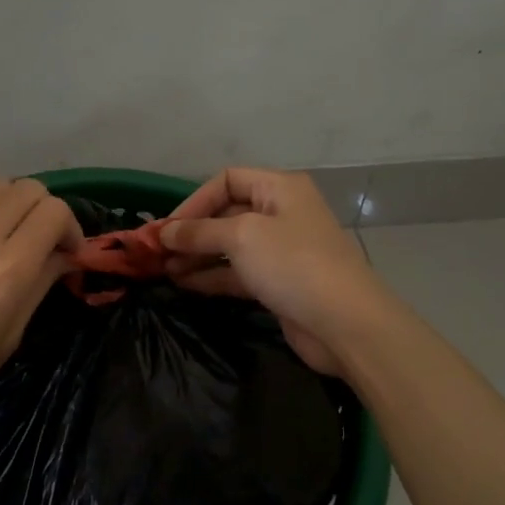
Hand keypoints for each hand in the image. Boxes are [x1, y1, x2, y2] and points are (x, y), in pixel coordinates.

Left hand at [0, 178, 82, 451]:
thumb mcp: (8, 337)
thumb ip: (39, 285)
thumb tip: (62, 257)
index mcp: (8, 268)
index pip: (55, 211)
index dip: (71, 229)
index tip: (68, 256)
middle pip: (30, 188)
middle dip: (48, 211)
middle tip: (46, 246)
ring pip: (0, 186)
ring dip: (18, 205)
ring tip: (16, 239)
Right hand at [161, 167, 398, 377]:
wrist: (346, 324)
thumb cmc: (293, 263)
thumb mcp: (241, 237)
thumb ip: (199, 231)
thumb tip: (164, 232)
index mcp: (279, 188)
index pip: (227, 180)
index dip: (194, 200)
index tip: (167, 227)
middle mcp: (281, 213)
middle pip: (226, 213)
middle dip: (192, 231)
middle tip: (157, 251)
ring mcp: (281, 250)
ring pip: (230, 246)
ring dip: (197, 256)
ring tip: (163, 270)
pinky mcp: (279, 283)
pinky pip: (238, 272)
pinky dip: (212, 276)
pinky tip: (184, 285)